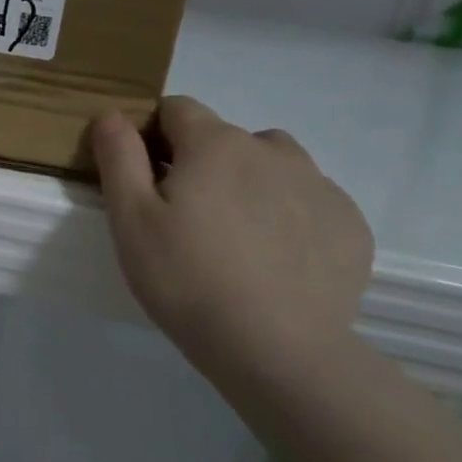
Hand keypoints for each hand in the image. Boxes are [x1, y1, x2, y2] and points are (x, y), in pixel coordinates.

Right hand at [92, 97, 372, 376]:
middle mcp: (272, 150)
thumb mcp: (130, 219)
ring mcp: (318, 186)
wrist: (278, 351)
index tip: (146, 180)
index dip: (153, 136)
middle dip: (201, 165)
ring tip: (235, 239)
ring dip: (249, 184)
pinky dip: (287, 216)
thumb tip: (112, 114)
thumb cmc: (187, 280)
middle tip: (186, 222)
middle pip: (224, 139)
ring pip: (272, 166)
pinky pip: (308, 202)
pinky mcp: (349, 225)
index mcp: (215, 144)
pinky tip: (275, 262)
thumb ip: (118, 156)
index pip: (176, 109)